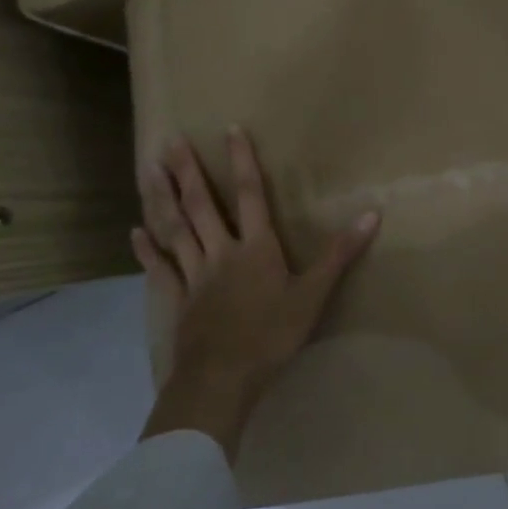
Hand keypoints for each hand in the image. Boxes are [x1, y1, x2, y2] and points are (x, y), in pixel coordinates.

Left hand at [134, 128, 379, 451]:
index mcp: (256, 247)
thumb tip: (372, 214)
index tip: (230, 130)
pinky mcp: (178, 300)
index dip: (242, 161)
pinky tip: (135, 232)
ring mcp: (194, 275)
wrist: (222, 379)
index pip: (250, 194)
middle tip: (170, 140)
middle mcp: (222, 252)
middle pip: (202, 205)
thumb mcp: (314, 295)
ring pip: (175, 229)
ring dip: (161, 199)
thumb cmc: (272, 335)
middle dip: (188, 171)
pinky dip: (148, 249)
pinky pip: (160, 269)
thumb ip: (340, 253)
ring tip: (146, 170)